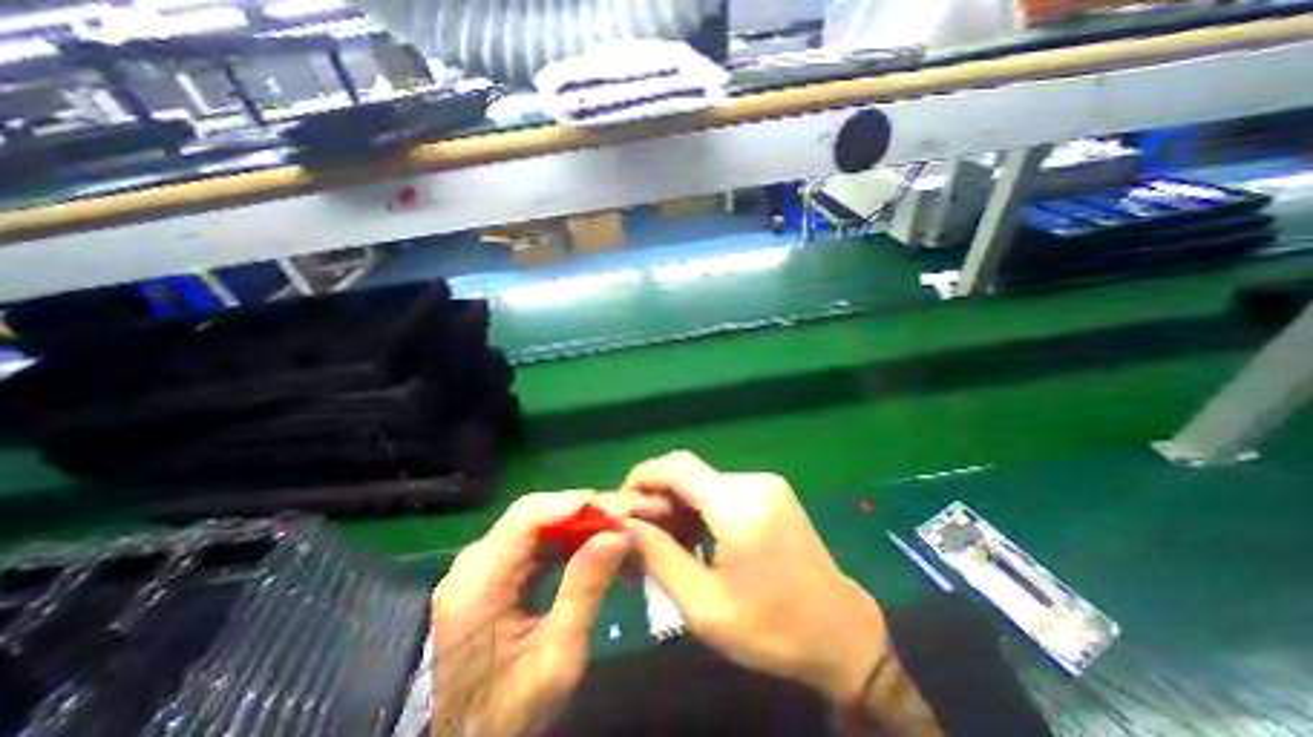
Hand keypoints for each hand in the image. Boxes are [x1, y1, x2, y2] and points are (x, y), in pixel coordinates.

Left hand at [430, 490, 660, 736]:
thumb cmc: (511, 714)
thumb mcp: (558, 657)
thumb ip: (585, 589)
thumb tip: (618, 534)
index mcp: (478, 582)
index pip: (529, 516)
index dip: (577, 504)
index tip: (619, 508)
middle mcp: (474, 563)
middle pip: (535, 515)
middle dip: (585, 511)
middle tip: (627, 515)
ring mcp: (483, 567)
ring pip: (539, 524)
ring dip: (581, 523)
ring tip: (618, 527)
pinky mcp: (494, 574)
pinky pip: (537, 543)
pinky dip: (569, 540)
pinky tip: (595, 544)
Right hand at [619, 452, 937, 734]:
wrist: (842, 633)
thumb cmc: (772, 630)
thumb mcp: (703, 606)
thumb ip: (658, 556)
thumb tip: (625, 523)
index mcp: (739, 508)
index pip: (676, 468)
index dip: (643, 477)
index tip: (622, 503)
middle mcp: (753, 482)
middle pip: (688, 472)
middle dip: (659, 496)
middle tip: (642, 533)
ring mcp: (766, 483)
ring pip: (703, 480)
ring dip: (680, 503)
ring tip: (670, 541)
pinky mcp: (772, 490)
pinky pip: (722, 488)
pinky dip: (701, 505)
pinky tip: (698, 536)